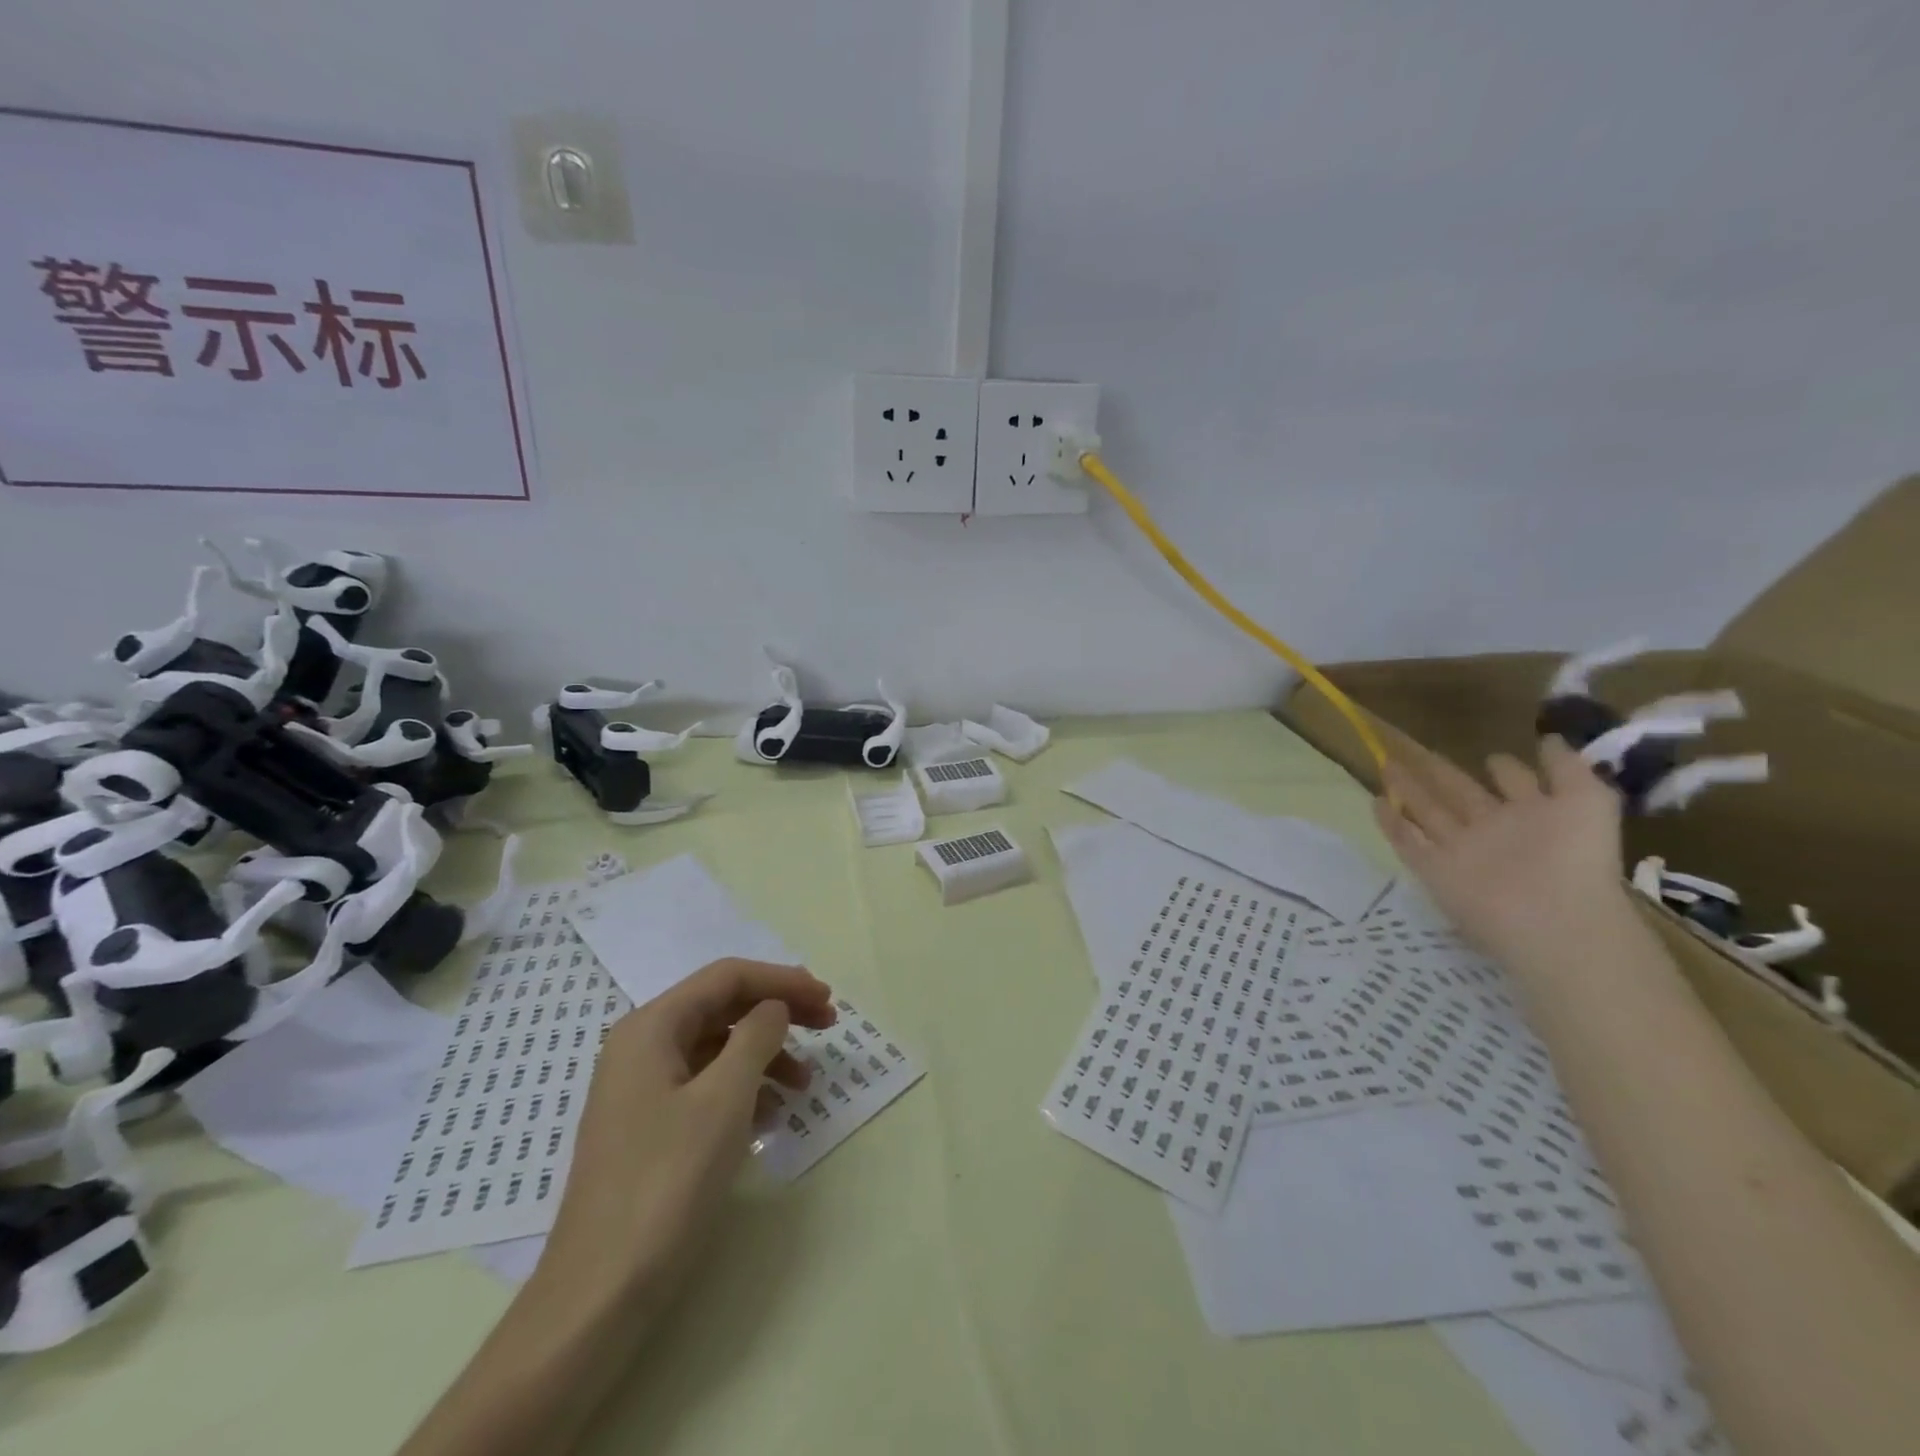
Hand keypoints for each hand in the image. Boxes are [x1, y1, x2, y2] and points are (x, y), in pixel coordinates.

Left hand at [536, 958, 836, 1305]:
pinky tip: (772, 1115)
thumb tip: (773, 1008)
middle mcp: (642, 1047)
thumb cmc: (666, 1183)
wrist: (600, 1293)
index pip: (727, 977)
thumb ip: (756, 1037)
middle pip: (722, 1007)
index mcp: (651, 1027)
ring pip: (717, 1047)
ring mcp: (641, 1089)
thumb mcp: (724, 1099)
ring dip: (765, 1053)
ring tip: (806, 1083)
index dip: (782, 980)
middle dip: (777, 1011)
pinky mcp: (648, 1127)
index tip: (827, 999)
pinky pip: (706, 1085)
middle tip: (828, 1026)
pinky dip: (744, 1087)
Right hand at [1374, 736, 1631, 964]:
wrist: (1553, 920)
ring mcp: (1461, 850)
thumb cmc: (1575, 856)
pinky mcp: (1434, 870)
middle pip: (1460, 793)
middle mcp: (1494, 829)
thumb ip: (1568, 769)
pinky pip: (1407, 842)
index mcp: (1533, 814)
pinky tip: (1376, 801)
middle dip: (1440, 772)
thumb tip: (1548, 738)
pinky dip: (1390, 824)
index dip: (1504, 768)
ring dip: (1408, 789)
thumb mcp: (1589, 801)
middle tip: (1415, 750)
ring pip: (1428, 812)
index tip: (1490, 755)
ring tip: (1386, 765)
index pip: (1513, 784)